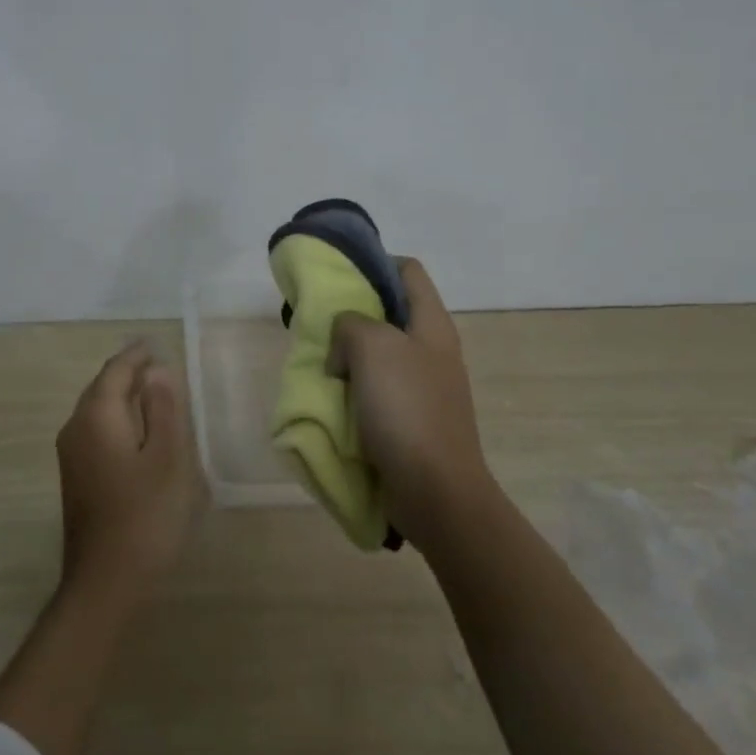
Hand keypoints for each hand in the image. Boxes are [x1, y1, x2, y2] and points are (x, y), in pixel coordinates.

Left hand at [55, 343, 202, 605]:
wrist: (105, 581)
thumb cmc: (145, 515)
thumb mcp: (168, 458)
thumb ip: (163, 409)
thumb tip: (156, 371)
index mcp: (96, 416)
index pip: (115, 371)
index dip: (136, 356)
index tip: (154, 345)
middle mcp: (75, 428)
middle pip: (101, 388)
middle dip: (128, 374)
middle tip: (157, 365)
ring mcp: (71, 455)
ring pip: (97, 411)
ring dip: (122, 398)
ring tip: (152, 393)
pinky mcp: (76, 478)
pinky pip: (96, 432)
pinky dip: (117, 420)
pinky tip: (138, 433)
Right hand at [328, 258, 492, 550]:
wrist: (435, 491)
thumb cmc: (407, 410)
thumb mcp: (372, 347)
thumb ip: (350, 324)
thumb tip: (344, 347)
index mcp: (432, 325)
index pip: (408, 271)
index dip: (375, 263)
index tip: (339, 275)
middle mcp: (432, 350)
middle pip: (390, 313)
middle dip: (353, 314)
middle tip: (320, 323)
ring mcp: (424, 387)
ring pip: (380, 354)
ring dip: (349, 356)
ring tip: (321, 363)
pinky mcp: (412, 420)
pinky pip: (378, 390)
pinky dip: (354, 388)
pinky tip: (334, 399)